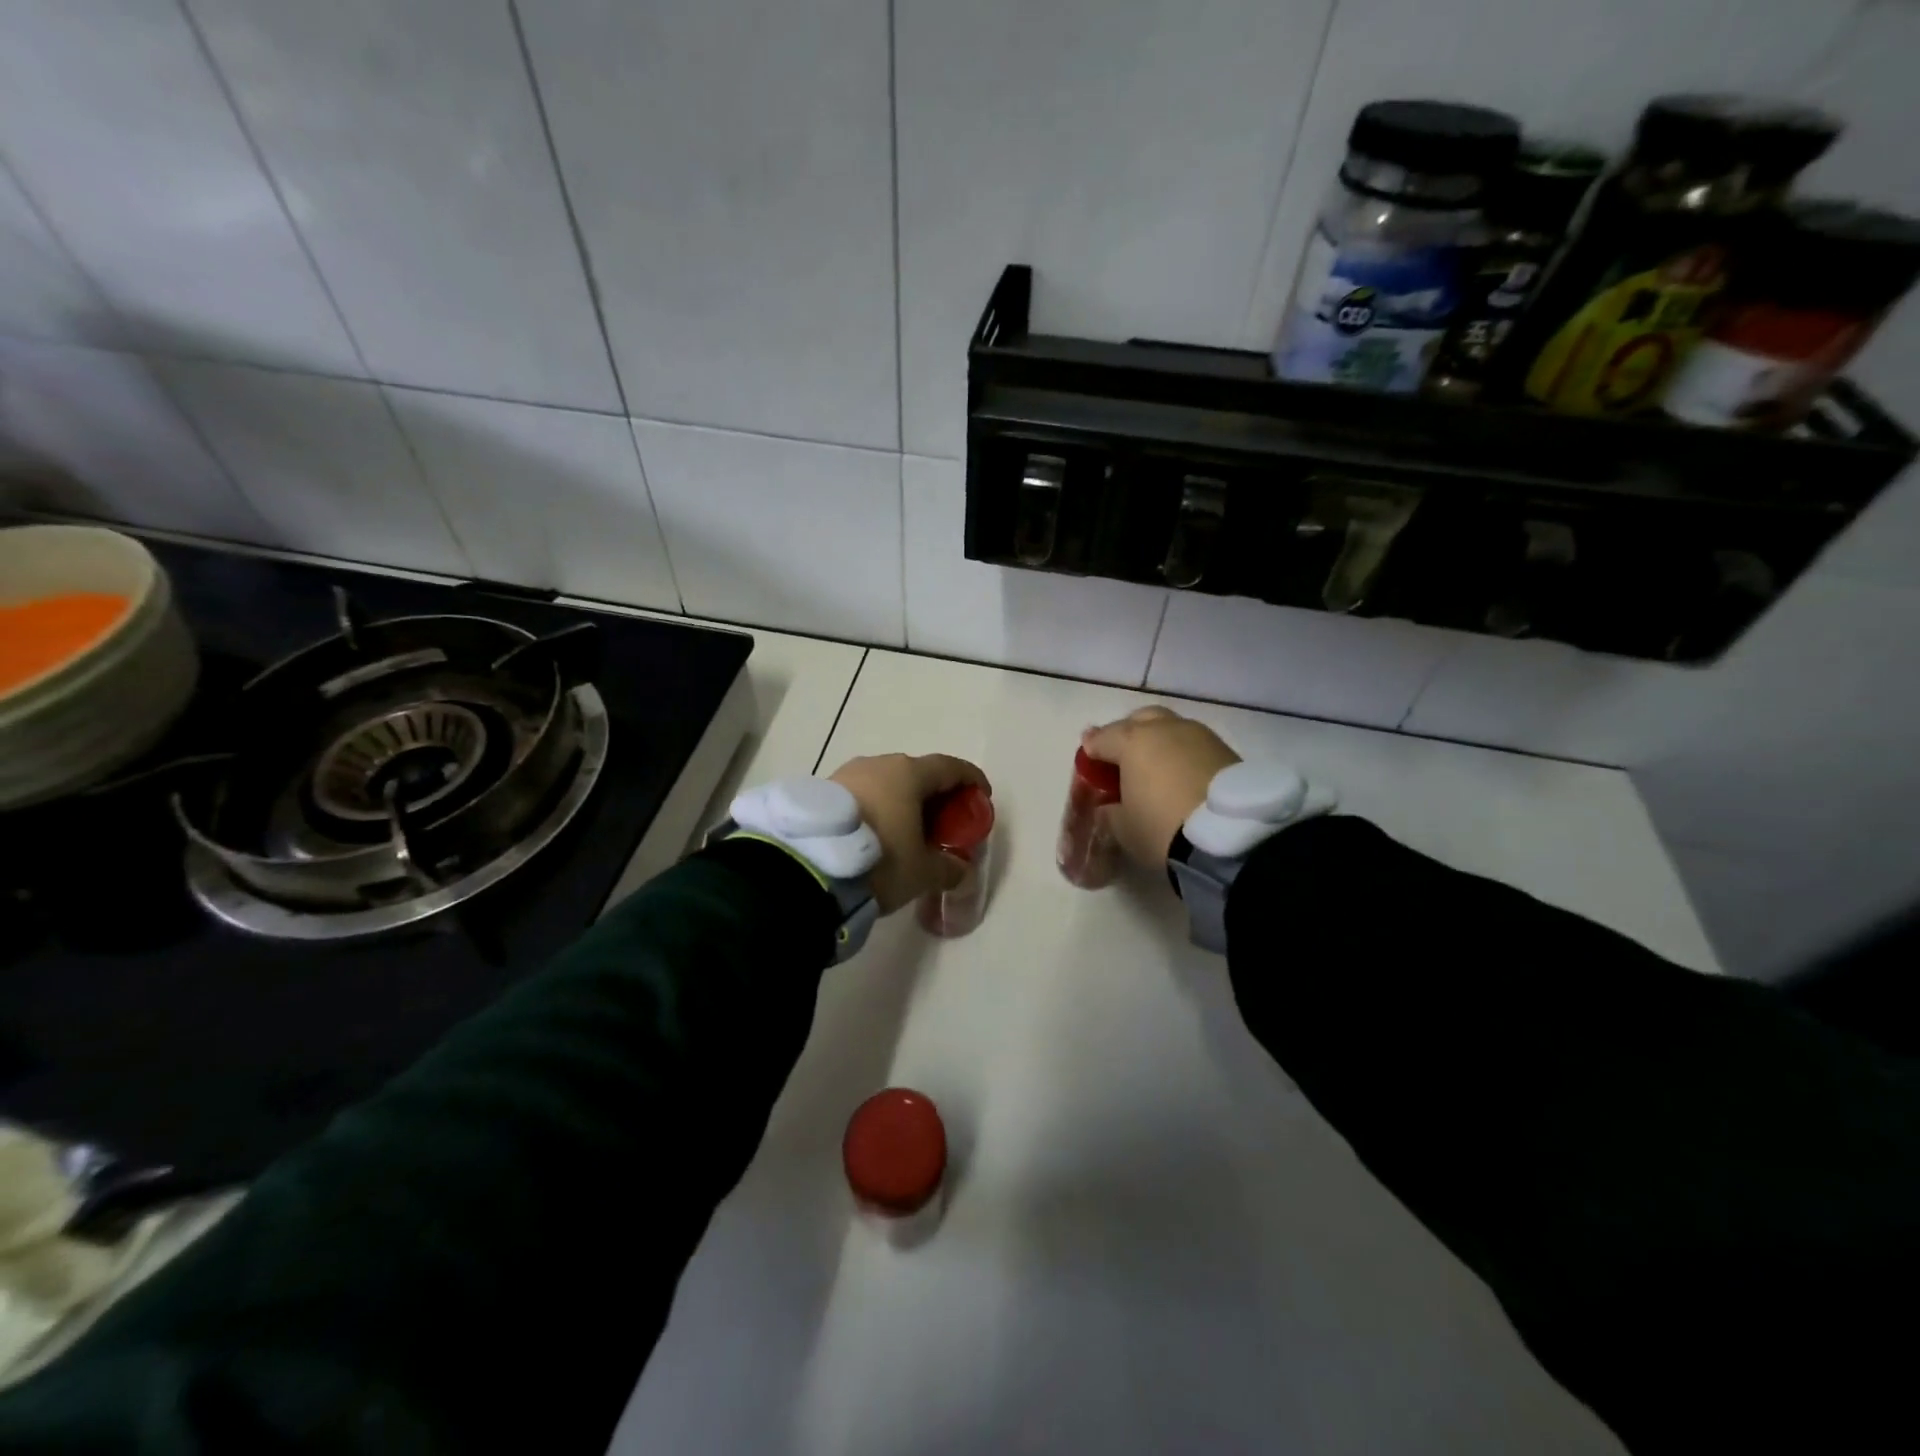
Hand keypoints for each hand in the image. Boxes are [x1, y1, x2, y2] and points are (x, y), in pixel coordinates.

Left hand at [829, 753, 991, 913]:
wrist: (807, 868)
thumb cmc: (880, 860)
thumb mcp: (923, 872)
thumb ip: (949, 867)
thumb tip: (958, 869)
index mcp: (909, 773)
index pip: (950, 767)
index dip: (971, 779)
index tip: (982, 795)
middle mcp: (878, 764)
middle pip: (916, 773)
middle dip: (934, 794)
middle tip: (943, 821)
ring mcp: (846, 774)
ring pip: (885, 782)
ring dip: (901, 801)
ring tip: (906, 830)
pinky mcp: (822, 791)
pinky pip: (861, 794)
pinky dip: (876, 808)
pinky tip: (875, 833)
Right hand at [1081, 708, 1238, 869]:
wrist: (1230, 838)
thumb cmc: (1162, 829)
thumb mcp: (1123, 828)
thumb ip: (1110, 810)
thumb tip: (1110, 804)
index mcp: (1132, 741)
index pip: (1102, 738)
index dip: (1092, 750)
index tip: (1089, 760)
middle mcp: (1165, 729)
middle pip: (1140, 720)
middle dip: (1128, 734)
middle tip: (1124, 758)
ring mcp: (1200, 736)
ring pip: (1171, 729)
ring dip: (1160, 743)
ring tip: (1158, 769)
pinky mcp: (1227, 751)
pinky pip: (1195, 746)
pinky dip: (1184, 756)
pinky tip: (1183, 776)